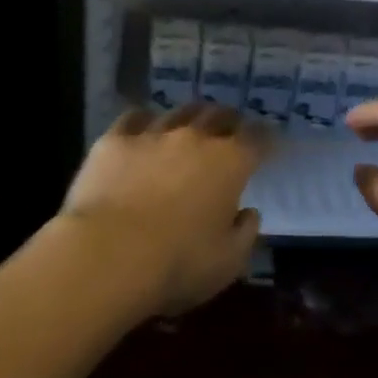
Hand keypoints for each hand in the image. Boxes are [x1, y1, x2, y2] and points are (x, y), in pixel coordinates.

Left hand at [63, 101, 266, 315]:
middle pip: (218, 115)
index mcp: (229, 163)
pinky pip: (134, 118)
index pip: (257, 138)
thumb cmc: (177, 264)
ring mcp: (152, 134)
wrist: (108, 255)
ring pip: (178, 112)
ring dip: (189, 118)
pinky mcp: (114, 140)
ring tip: (189, 125)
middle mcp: (194, 138)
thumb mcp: (227, 262)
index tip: (269, 142)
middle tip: (230, 129)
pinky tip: (142, 128)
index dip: (266, 137)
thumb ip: (244, 234)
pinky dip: (144, 121)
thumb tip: (248, 213)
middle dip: (229, 120)